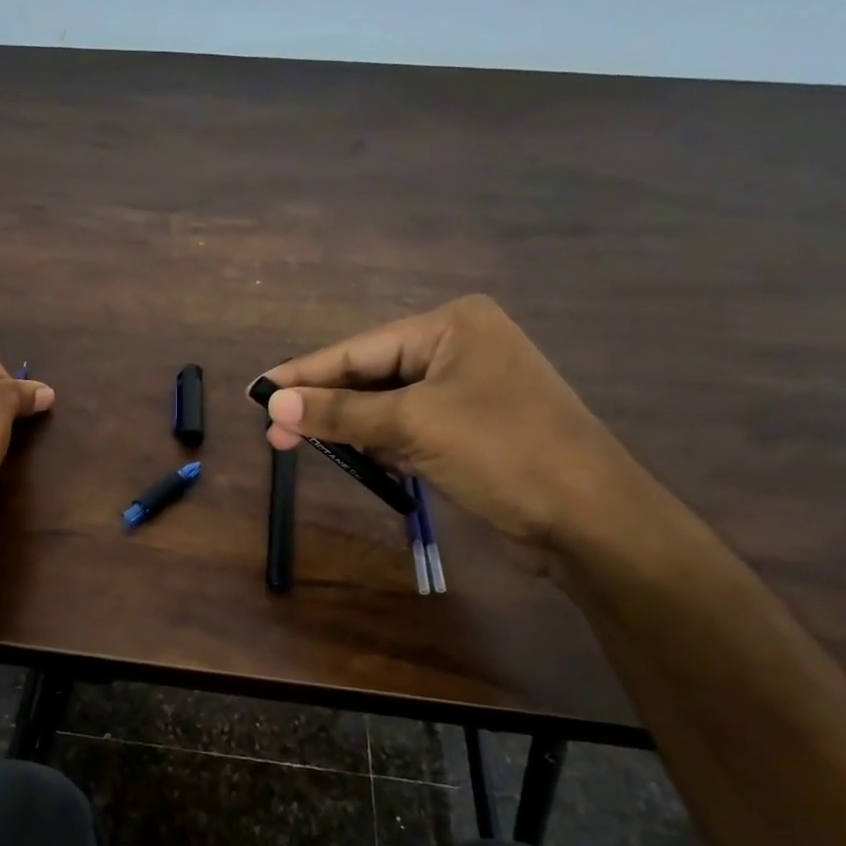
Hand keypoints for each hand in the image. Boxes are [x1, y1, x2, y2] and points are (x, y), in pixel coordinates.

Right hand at [257, 295, 641, 553]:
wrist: (589, 518)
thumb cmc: (502, 452)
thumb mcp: (413, 426)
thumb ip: (340, 412)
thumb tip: (275, 402)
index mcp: (451, 326)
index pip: (359, 349)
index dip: (304, 372)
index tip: (256, 390)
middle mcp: (459, 348)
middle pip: (371, 374)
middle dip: (323, 403)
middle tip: (271, 429)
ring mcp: (467, 389)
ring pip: (386, 403)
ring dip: (347, 425)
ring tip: (294, 442)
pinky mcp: (470, 428)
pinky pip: (408, 426)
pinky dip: (378, 441)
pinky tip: (348, 453)